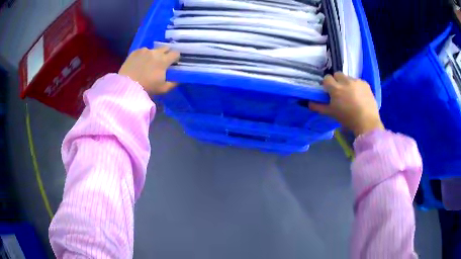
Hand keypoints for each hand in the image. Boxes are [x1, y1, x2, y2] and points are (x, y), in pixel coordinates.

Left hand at [119, 46, 179, 94]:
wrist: (127, 86)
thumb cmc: (147, 88)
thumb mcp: (163, 89)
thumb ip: (173, 83)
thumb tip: (179, 79)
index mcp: (164, 60)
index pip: (176, 53)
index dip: (176, 58)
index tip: (174, 63)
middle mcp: (155, 52)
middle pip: (166, 48)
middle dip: (166, 53)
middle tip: (163, 62)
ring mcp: (144, 50)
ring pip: (153, 49)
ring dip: (154, 54)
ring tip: (149, 63)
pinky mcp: (135, 52)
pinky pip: (143, 51)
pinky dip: (144, 55)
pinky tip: (140, 63)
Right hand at [309, 72, 383, 136]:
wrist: (367, 122)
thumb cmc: (347, 119)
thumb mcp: (332, 114)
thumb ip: (319, 107)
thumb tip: (309, 103)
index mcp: (335, 89)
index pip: (327, 78)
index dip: (327, 84)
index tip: (329, 91)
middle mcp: (345, 81)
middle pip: (337, 74)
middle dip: (337, 80)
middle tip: (339, 91)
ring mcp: (356, 81)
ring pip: (348, 77)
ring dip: (347, 83)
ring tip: (351, 94)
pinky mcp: (365, 83)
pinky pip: (358, 81)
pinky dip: (357, 86)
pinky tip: (360, 96)